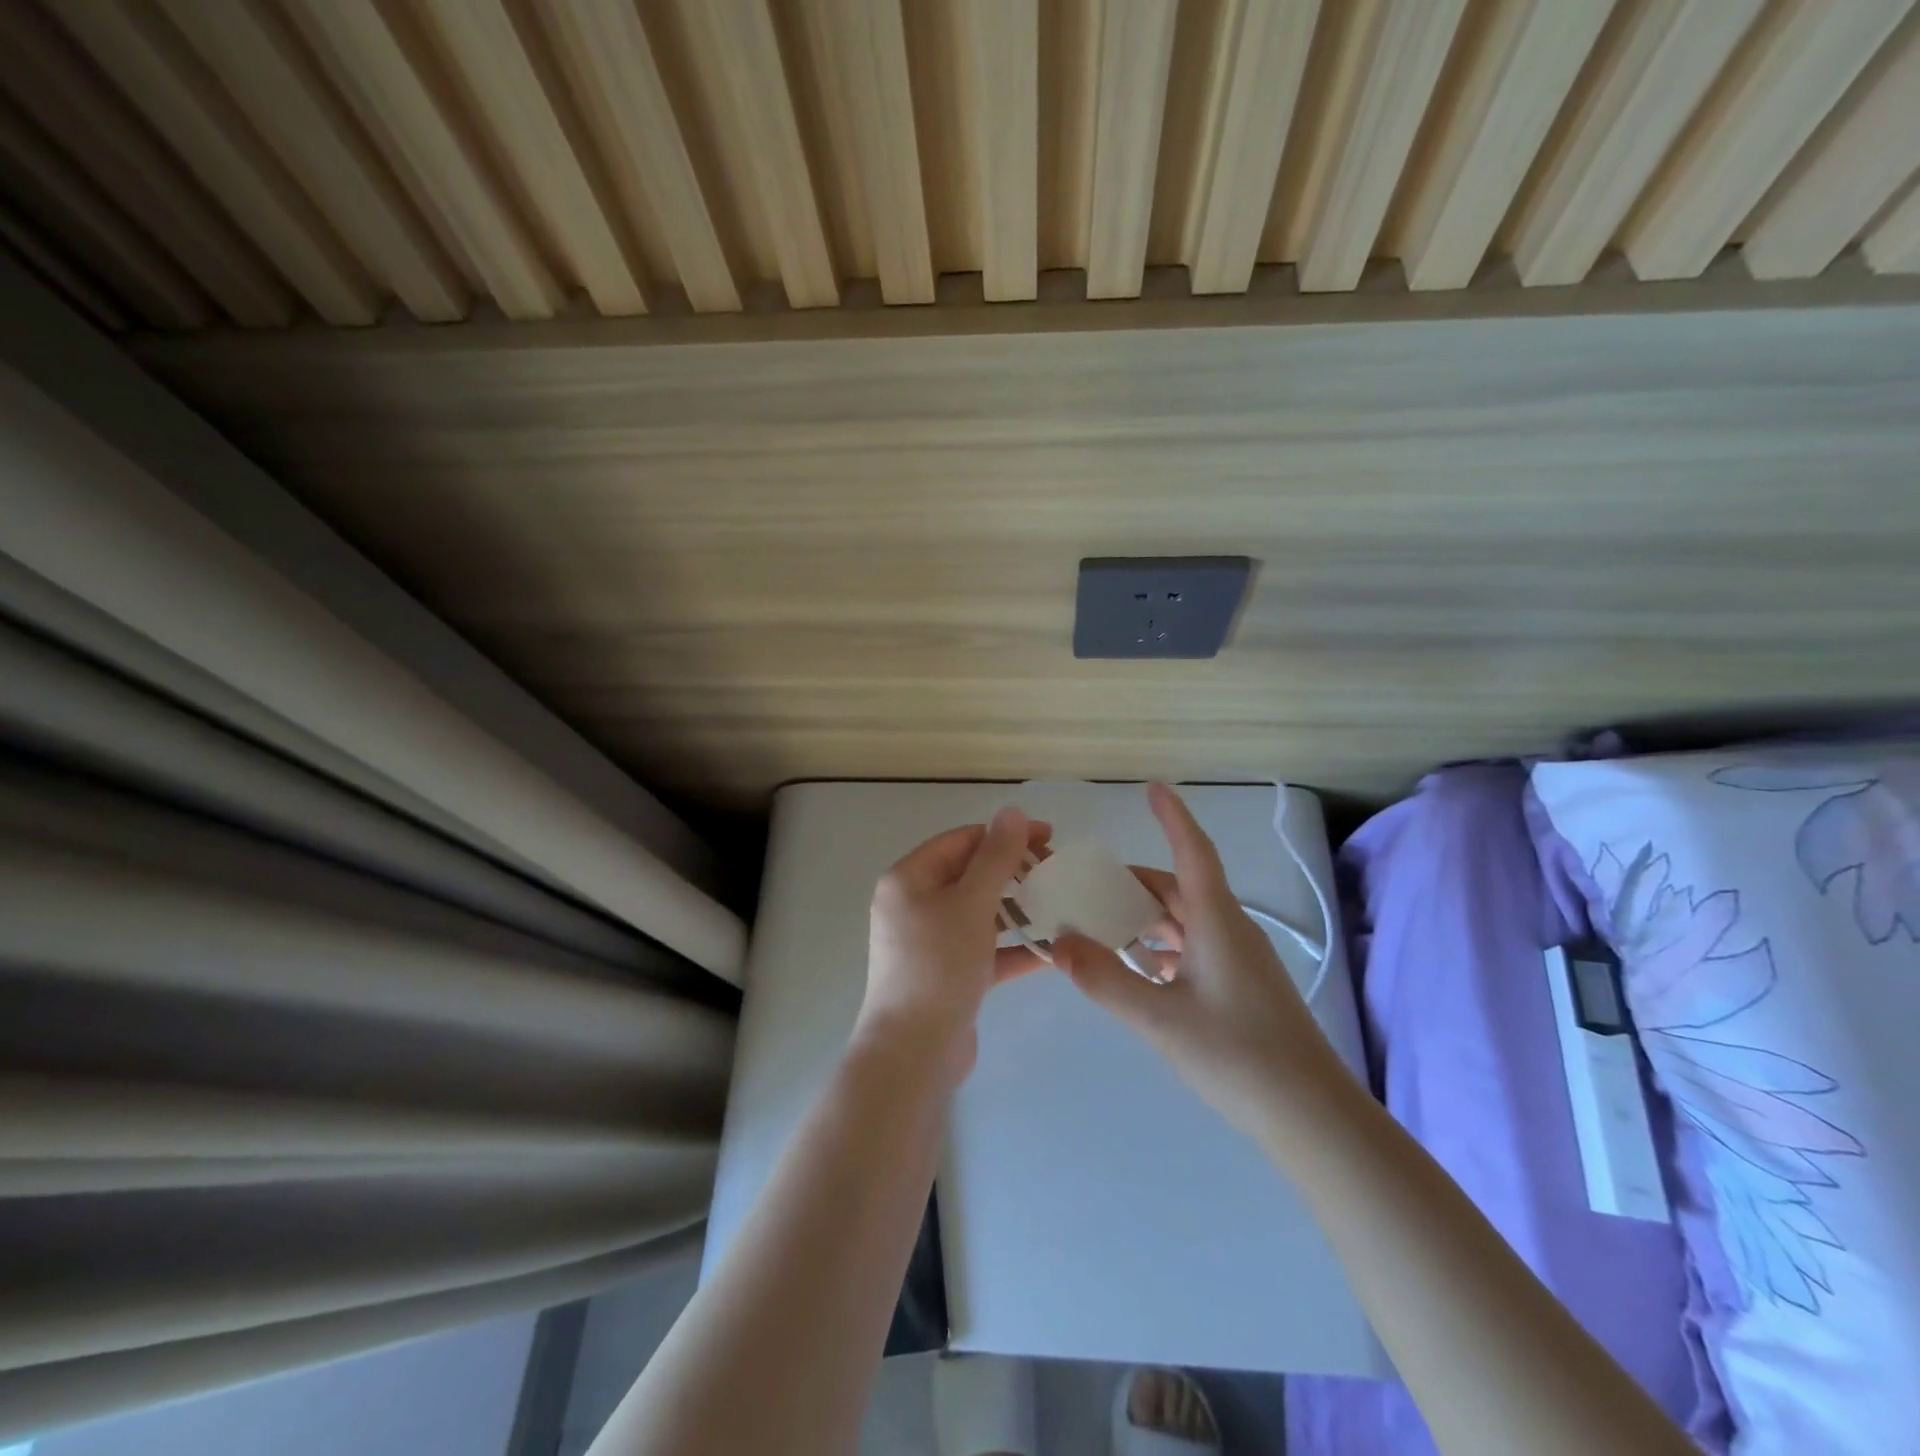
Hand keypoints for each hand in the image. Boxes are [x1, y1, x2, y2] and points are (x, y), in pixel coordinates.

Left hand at [856, 807, 1051, 1080]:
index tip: (1049, 837)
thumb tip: (1013, 811)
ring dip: (1018, 910)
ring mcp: (930, 942)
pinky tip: (1053, 951)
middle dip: (1014, 873)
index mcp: (909, 879)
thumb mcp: (971, 904)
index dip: (1005, 835)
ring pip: (980, 913)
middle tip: (1057, 873)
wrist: (914, 1052)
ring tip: (1061, 907)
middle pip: (971, 876)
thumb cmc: (939, 966)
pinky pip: (984, 949)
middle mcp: (914, 905)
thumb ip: (995, 857)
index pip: (962, 841)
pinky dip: (1013, 948)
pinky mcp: (948, 974)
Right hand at [1052, 784, 1346, 1137]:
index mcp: (1217, 922)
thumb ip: (1105, 980)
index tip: (1152, 787)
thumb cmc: (1239, 1056)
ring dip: (1145, 918)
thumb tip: (1058, 943)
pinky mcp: (1241, 986)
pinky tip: (1136, 968)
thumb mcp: (1161, 1019)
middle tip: (1087, 885)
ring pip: (1185, 921)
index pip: (1193, 852)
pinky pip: (1193, 949)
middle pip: (1179, 888)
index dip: (1172, 817)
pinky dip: (1161, 948)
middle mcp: (1230, 930)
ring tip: (1100, 926)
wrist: (1313, 1117)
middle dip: (1134, 882)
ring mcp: (1239, 960)